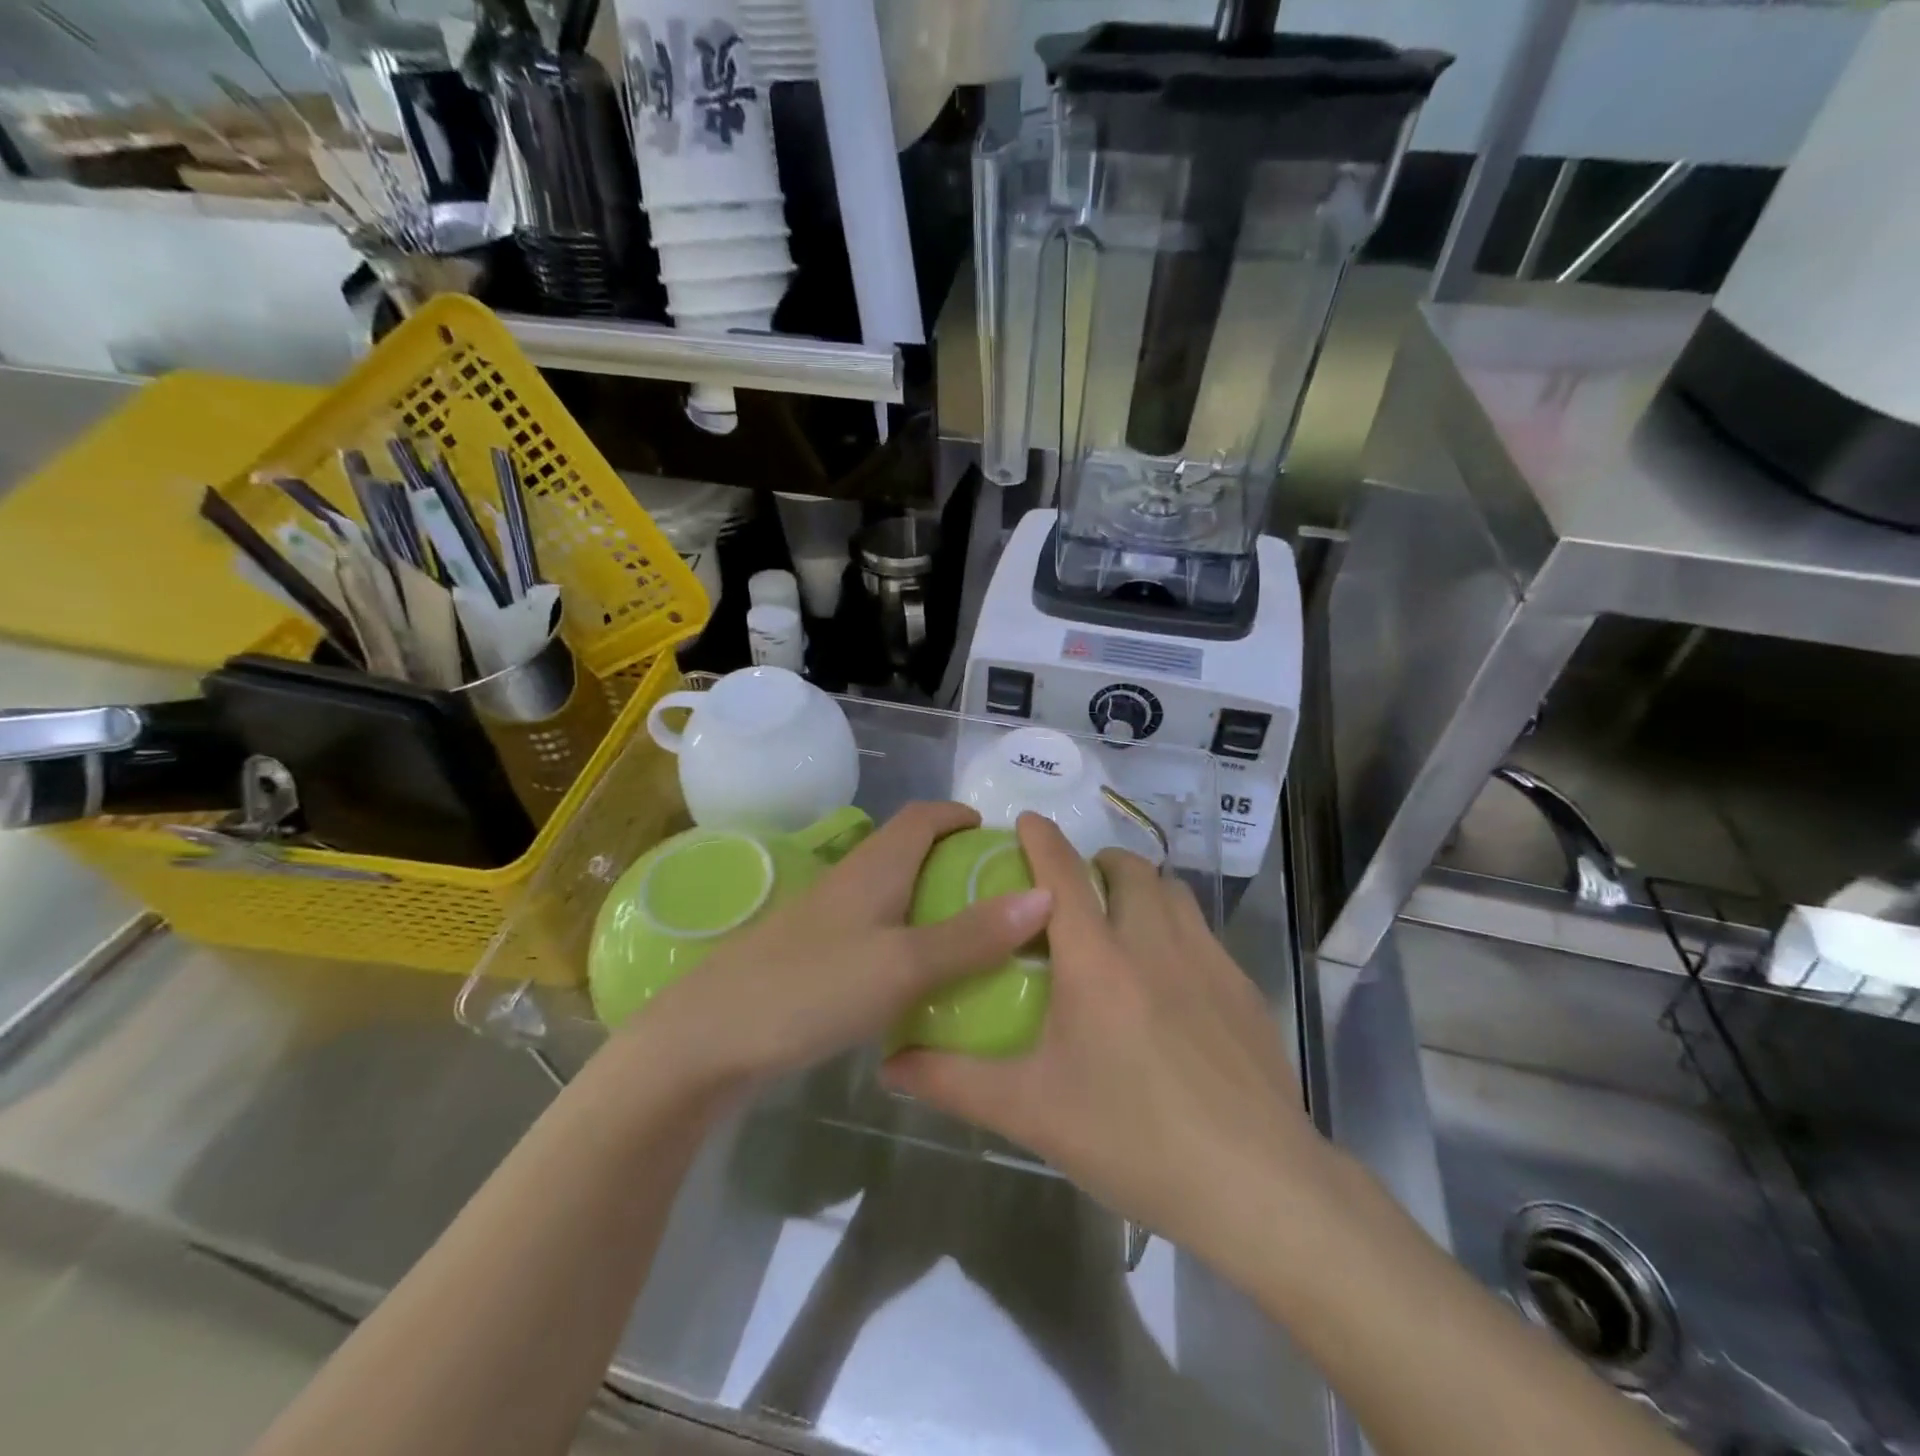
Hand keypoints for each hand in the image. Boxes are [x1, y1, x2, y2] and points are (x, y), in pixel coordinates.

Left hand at [635, 803, 1051, 1089]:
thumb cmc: (811, 988)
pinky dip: (908, 940)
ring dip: (933, 904)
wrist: (707, 1041)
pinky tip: (923, 980)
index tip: (1002, 840)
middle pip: (910, 852)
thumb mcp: (903, 964)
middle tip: (1002, 898)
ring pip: (893, 895)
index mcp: (875, 867)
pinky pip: (876, 932)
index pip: (924, 816)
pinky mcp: (814, 957)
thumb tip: (1046, 894)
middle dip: (956, 863)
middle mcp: (851, 882)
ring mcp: (828, 920)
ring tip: (976, 939)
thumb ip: (972, 934)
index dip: (962, 816)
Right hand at [884, 813, 1329, 1265]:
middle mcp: (1154, 942)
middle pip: (1127, 869)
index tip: (1025, 821)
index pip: (1062, 873)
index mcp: (1097, 961)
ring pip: (1171, 892)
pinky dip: (1176, 928)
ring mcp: (1208, 961)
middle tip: (1073, 893)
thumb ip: (954, 1081)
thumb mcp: (1030, 1113)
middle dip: (1096, 862)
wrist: (1255, 1186)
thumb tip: (889, 1064)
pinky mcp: (1243, 989)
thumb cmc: (1132, 1140)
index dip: (1041, 838)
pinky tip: (1171, 981)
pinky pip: (1203, 932)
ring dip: (1141, 888)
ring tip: (1121, 922)